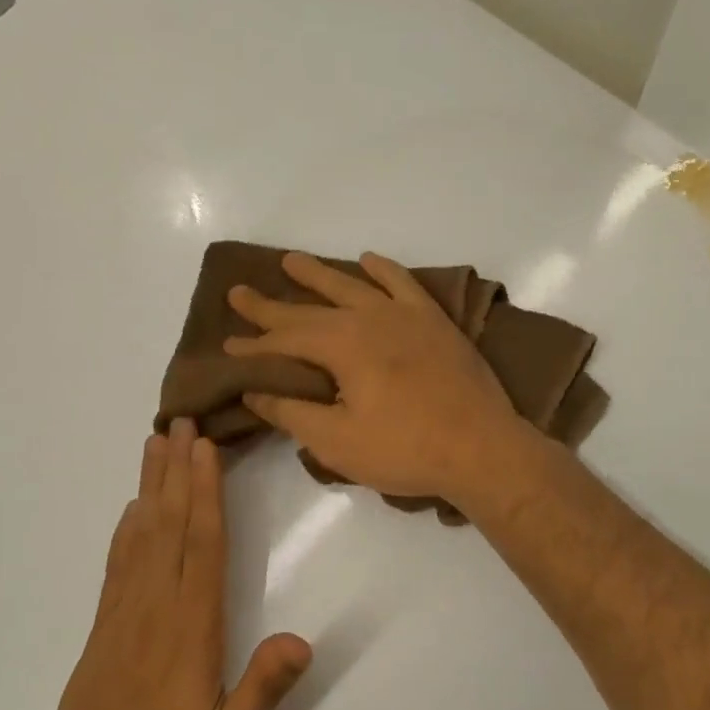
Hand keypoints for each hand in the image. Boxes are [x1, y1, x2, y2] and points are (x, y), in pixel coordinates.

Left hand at [48, 420, 311, 709]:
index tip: (204, 448)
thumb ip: (263, 692)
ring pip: (140, 536)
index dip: (205, 493)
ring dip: (150, 487)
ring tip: (155, 445)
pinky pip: (116, 564)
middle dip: (177, 471)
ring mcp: (124, 615)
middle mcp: (155, 608)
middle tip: (180, 422)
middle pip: (169, 526)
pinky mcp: (103, 628)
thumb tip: (302, 641)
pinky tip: (131, 508)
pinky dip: (125, 528)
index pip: (201, 546)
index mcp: (190, 628)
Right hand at [224, 251, 522, 502]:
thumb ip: (292, 413)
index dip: (253, 346)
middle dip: (272, 305)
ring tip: (291, 261)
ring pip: (352, 286)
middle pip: (310, 308)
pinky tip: (368, 259)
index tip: (226, 345)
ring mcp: (405, 315)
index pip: (285, 341)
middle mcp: (369, 318)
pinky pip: (404, 283)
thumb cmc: (405, 450)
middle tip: (239, 292)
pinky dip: (383, 269)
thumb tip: (255, 391)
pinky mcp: (435, 322)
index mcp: (342, 345)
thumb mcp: (336, 442)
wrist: (482, 448)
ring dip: (319, 275)